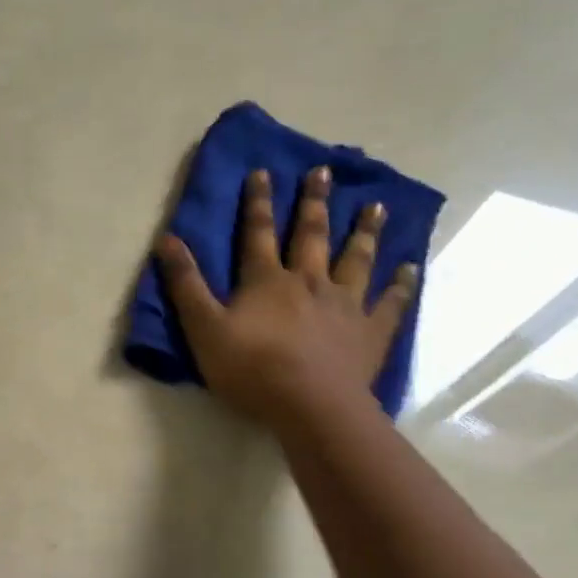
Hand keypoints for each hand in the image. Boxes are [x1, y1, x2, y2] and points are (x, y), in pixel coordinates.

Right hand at [155, 165, 418, 427]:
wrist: (311, 406)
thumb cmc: (251, 369)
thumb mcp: (204, 327)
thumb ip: (186, 284)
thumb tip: (167, 239)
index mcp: (267, 281)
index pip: (259, 233)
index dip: (258, 202)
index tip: (263, 172)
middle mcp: (309, 282)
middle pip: (312, 235)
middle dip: (314, 203)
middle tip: (323, 171)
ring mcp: (345, 305)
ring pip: (356, 259)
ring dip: (364, 231)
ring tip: (376, 206)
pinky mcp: (371, 332)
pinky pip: (390, 302)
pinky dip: (401, 284)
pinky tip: (410, 268)